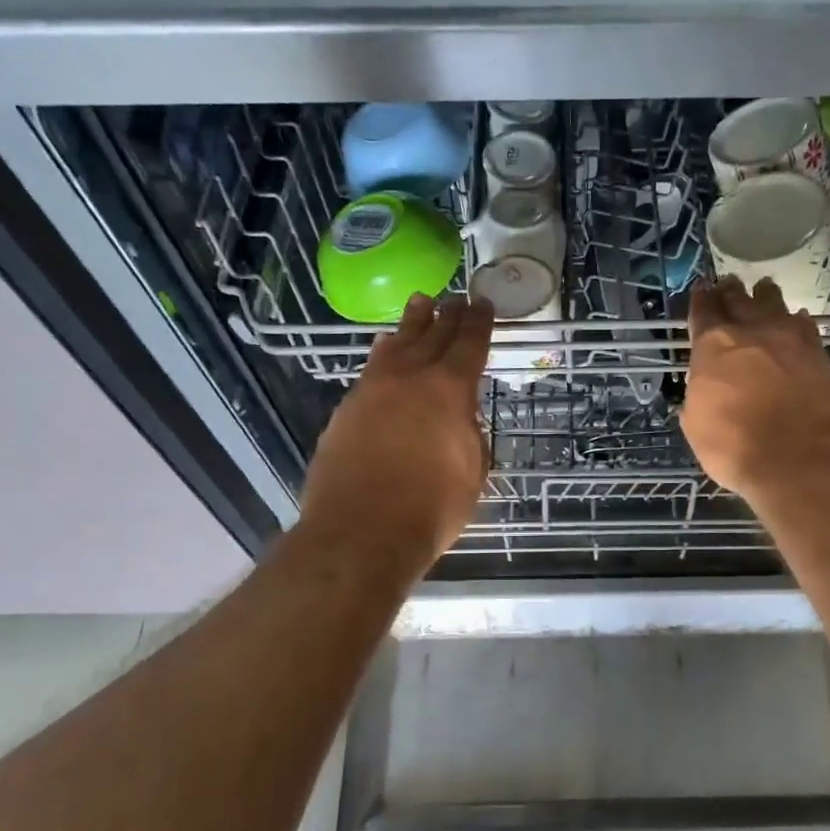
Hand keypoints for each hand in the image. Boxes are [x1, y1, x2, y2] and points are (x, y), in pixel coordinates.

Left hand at [298, 294, 493, 568]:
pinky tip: (385, 350)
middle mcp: (410, 378)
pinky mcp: (346, 409)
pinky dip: (384, 353)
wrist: (361, 531)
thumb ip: (470, 435)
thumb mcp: (472, 472)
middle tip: (455, 299)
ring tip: (419, 305)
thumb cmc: (431, 508)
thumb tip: (460, 420)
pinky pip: (371, 368)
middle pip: (431, 335)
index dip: (479, 322)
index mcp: (449, 390)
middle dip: (447, 316)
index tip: (483, 304)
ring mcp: (372, 390)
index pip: (469, 344)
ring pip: (395, 345)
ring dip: (411, 324)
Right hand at [681, 276, 829, 503]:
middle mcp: (750, 332)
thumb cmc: (736, 447)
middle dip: (730, 292)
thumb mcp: (697, 426)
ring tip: (763, 289)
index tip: (701, 290)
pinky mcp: (819, 352)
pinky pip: (804, 324)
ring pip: (774, 303)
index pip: (703, 312)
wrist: (802, 458)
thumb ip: (698, 397)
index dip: (700, 300)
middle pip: (739, 300)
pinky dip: (796, 320)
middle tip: (729, 285)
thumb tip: (703, 390)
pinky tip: (796, 319)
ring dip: (765, 296)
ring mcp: (789, 338)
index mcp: (713, 346)